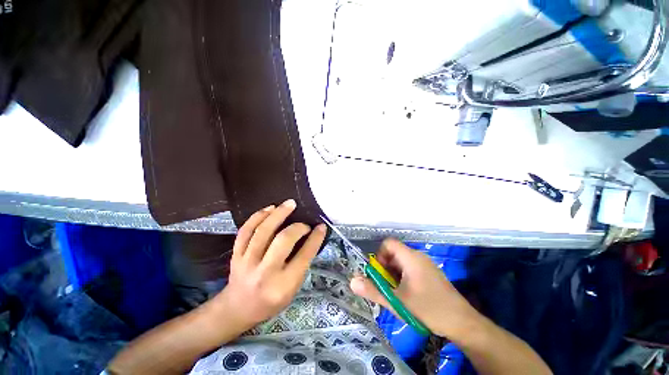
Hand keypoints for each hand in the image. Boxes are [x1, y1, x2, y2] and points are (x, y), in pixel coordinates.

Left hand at [214, 199, 326, 329]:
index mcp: (282, 285)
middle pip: (282, 241)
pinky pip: (245, 231)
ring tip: (290, 204)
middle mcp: (264, 272)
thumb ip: (301, 264)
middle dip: (297, 227)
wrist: (238, 308)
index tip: (321, 227)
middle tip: (304, 223)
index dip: (315, 238)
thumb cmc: (271, 301)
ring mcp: (246, 262)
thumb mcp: (292, 289)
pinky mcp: (235, 255)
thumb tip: (310, 237)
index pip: (303, 256)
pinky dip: (258, 216)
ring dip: (278, 214)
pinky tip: (269, 208)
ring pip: (262, 231)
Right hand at [350, 239, 481, 338]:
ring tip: (396, 293)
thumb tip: (352, 281)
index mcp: (410, 257)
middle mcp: (418, 257)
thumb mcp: (397, 301)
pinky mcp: (430, 274)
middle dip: (385, 268)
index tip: (379, 273)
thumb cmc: (428, 308)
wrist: (462, 323)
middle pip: (394, 253)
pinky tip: (406, 295)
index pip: (388, 243)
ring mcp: (425, 265)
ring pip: (401, 262)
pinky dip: (402, 277)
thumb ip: (373, 290)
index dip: (379, 254)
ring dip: (393, 274)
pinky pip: (410, 269)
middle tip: (386, 286)